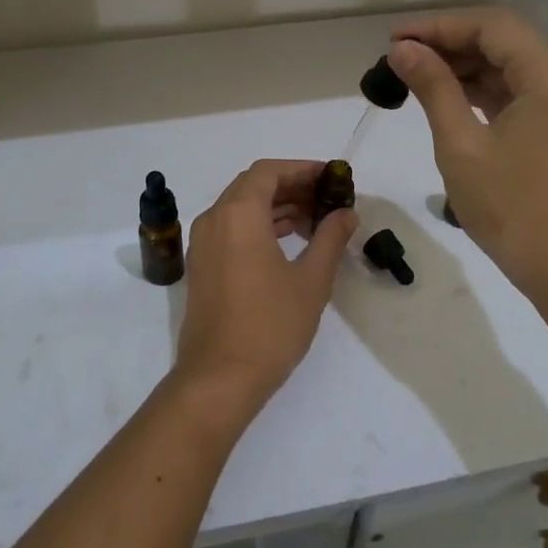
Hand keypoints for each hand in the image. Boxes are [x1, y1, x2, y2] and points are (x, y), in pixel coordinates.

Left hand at [172, 160, 356, 423]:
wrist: (219, 378)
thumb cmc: (270, 325)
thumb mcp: (311, 280)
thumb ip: (330, 238)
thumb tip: (345, 213)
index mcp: (238, 214)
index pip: (269, 172)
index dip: (302, 169)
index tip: (331, 178)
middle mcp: (214, 220)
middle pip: (253, 187)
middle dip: (292, 188)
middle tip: (328, 199)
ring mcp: (203, 244)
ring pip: (241, 209)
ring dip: (277, 208)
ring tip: (316, 221)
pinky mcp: (202, 266)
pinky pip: (231, 230)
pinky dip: (259, 226)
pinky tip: (289, 242)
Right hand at [389, 10, 547, 305]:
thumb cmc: (511, 208)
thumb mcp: (461, 145)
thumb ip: (433, 88)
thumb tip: (403, 49)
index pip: (492, 27)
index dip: (440, 27)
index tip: (395, 40)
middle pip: (503, 42)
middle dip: (449, 45)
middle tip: (398, 58)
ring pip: (508, 67)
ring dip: (463, 67)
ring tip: (413, 76)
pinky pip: (516, 93)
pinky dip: (480, 91)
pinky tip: (444, 97)